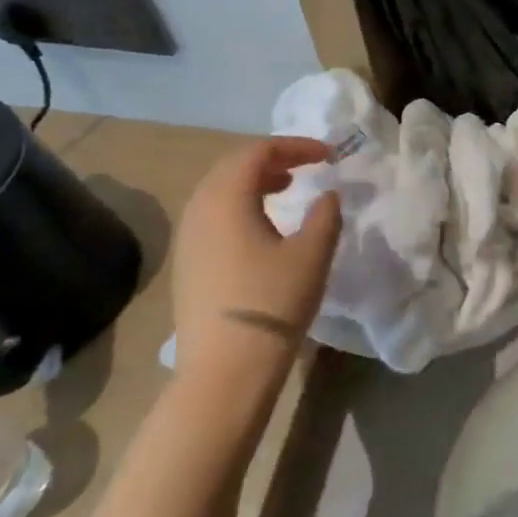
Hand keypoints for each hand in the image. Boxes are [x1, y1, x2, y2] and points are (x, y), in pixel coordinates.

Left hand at [172, 136, 342, 352]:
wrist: (225, 370)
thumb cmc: (273, 303)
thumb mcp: (312, 254)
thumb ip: (325, 215)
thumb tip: (327, 195)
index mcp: (226, 198)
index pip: (258, 151)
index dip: (296, 146)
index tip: (329, 155)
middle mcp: (198, 209)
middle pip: (233, 166)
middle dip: (273, 159)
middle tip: (307, 165)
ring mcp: (188, 238)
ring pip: (220, 191)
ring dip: (255, 182)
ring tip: (287, 189)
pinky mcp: (188, 263)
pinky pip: (213, 215)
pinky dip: (241, 206)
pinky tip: (263, 227)